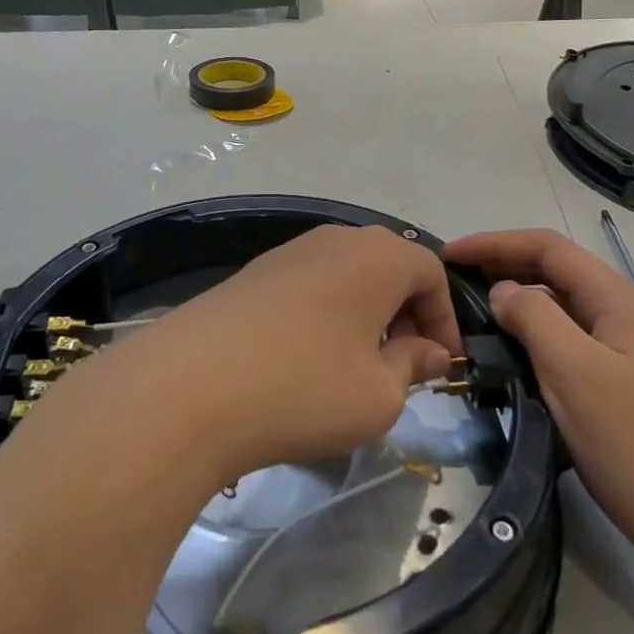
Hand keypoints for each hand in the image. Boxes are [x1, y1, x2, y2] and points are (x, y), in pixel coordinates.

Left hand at [117, 225, 460, 486]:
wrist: (190, 386)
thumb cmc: (306, 387)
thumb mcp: (379, 394)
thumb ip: (411, 366)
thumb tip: (427, 351)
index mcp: (377, 256)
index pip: (431, 272)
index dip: (444, 318)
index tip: (440, 365)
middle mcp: (334, 240)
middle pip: (387, 268)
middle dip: (404, 315)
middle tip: (401, 367)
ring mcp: (286, 253)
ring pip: (345, 277)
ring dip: (362, 317)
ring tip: (353, 369)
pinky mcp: (251, 275)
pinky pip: (307, 287)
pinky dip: (323, 317)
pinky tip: (304, 363)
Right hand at [445, 229, 633, 547]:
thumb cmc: (632, 440)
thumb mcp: (574, 371)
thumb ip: (533, 318)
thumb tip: (501, 291)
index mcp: (614, 296)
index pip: (546, 247)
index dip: (495, 243)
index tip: (449, 254)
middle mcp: (617, 308)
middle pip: (551, 268)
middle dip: (501, 263)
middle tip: (452, 278)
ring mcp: (617, 343)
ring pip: (555, 301)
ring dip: (513, 295)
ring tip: (468, 307)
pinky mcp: (611, 374)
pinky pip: (561, 334)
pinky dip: (527, 328)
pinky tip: (504, 345)